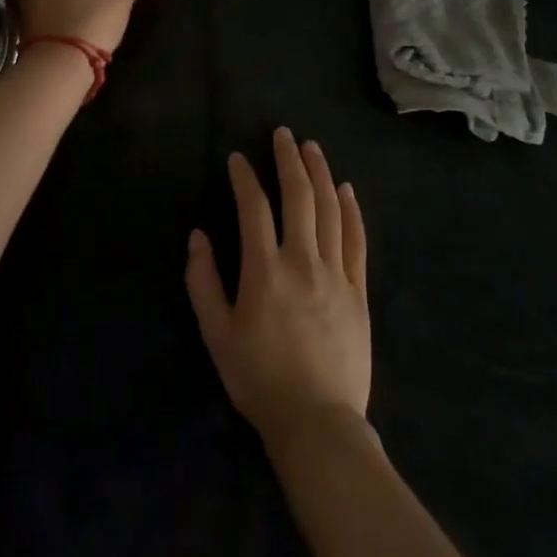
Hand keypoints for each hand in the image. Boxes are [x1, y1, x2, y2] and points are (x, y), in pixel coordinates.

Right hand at [185, 128, 370, 446]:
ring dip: (320, 173)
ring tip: (312, 148)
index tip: (238, 158)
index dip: (244, 177)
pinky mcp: (358, 291)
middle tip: (282, 134)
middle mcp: (302, 261)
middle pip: (299, 197)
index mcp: (264, 270)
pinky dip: (352, 210)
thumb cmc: (259, 379)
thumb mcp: (217, 334)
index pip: (253, 207)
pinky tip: (346, 190)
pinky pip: (357, 240)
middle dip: (289, 160)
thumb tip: (198, 236)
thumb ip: (203, 281)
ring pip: (331, 210)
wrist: (318, 423)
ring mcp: (336, 274)